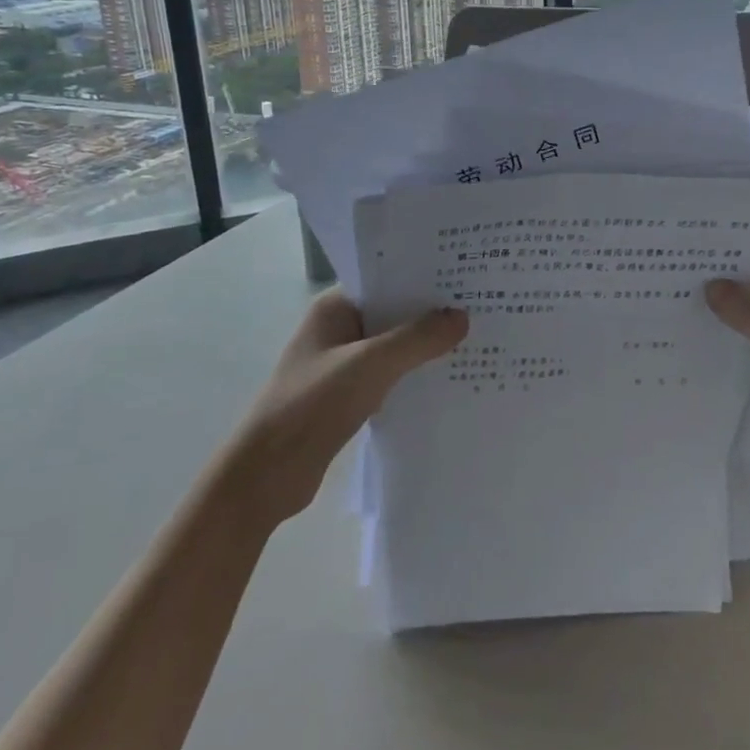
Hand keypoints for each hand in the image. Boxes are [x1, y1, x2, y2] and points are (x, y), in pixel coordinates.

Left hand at [221, 290, 467, 530]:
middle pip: (393, 312)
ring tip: (475, 339)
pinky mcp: (349, 397)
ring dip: (425, 347)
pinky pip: (390, 376)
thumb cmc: (313, 405)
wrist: (268, 474)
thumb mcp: (370, 365)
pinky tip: (448, 380)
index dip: (423, 276)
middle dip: (431, 312)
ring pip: (394, 346)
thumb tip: (461, 317)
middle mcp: (338, 329)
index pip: (385, 278)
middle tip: (482, 306)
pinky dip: (414, 376)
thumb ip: (417, 340)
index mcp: (335, 308)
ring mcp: (343, 364)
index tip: (466, 275)